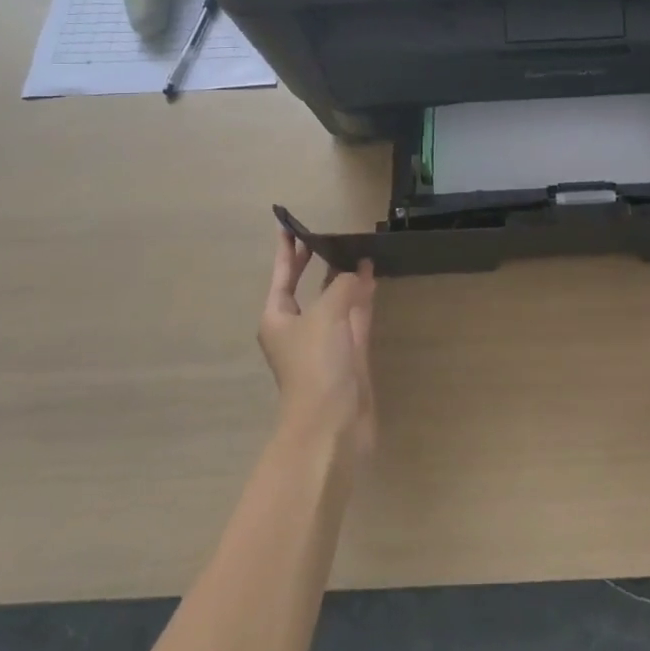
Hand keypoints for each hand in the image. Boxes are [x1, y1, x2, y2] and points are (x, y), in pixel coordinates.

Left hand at [258, 230, 377, 460]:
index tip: (288, 226)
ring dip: (344, 277)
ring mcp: (326, 342)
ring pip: (335, 299)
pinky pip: (355, 315)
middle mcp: (299, 328)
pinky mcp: (350, 354)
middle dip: (315, 263)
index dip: (286, 251)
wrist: (333, 425)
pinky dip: (362, 296)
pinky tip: (372, 276)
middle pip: (307, 287)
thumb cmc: (317, 365)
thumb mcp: (326, 315)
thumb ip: (342, 286)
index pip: (282, 276)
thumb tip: (357, 270)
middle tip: (327, 235)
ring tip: (357, 249)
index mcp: (278, 319)